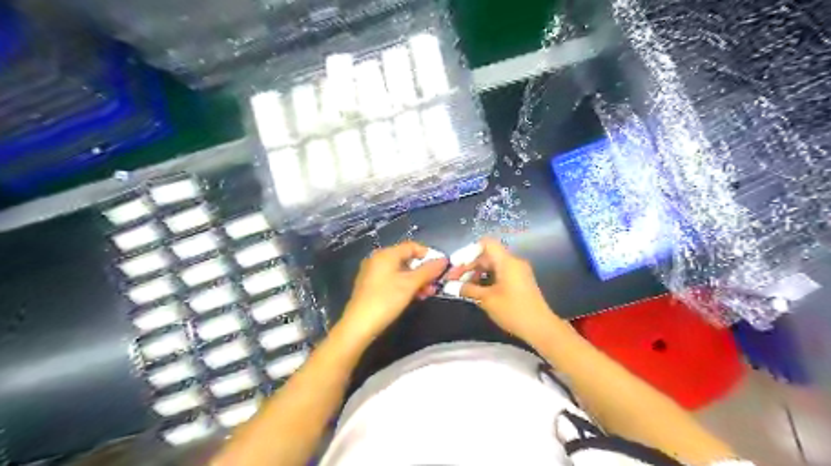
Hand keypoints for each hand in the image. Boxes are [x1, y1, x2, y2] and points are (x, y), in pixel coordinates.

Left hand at [338, 243, 448, 344]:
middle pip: (406, 259)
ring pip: (400, 272)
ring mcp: (373, 273)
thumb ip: (428, 271)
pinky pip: (392, 280)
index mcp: (386, 254)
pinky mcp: (371, 287)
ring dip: (416, 280)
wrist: (359, 325)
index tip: (441, 267)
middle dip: (423, 271)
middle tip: (436, 284)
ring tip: (428, 293)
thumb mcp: (410, 284)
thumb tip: (444, 260)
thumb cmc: (386, 300)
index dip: (428, 254)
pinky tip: (415, 297)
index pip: (411, 246)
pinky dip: (405, 286)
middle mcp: (378, 260)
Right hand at [448, 240, 557, 341]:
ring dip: (476, 273)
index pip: (486, 244)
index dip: (469, 251)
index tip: (456, 265)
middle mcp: (513, 262)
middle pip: (487, 255)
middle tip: (453, 279)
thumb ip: (468, 289)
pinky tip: (476, 291)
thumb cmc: (513, 311)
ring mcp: (518, 272)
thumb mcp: (487, 300)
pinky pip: (499, 273)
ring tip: (463, 287)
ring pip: (492, 265)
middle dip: (469, 265)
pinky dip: (486, 279)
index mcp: (507, 261)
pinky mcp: (519, 282)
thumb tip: (450, 285)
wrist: (541, 328)